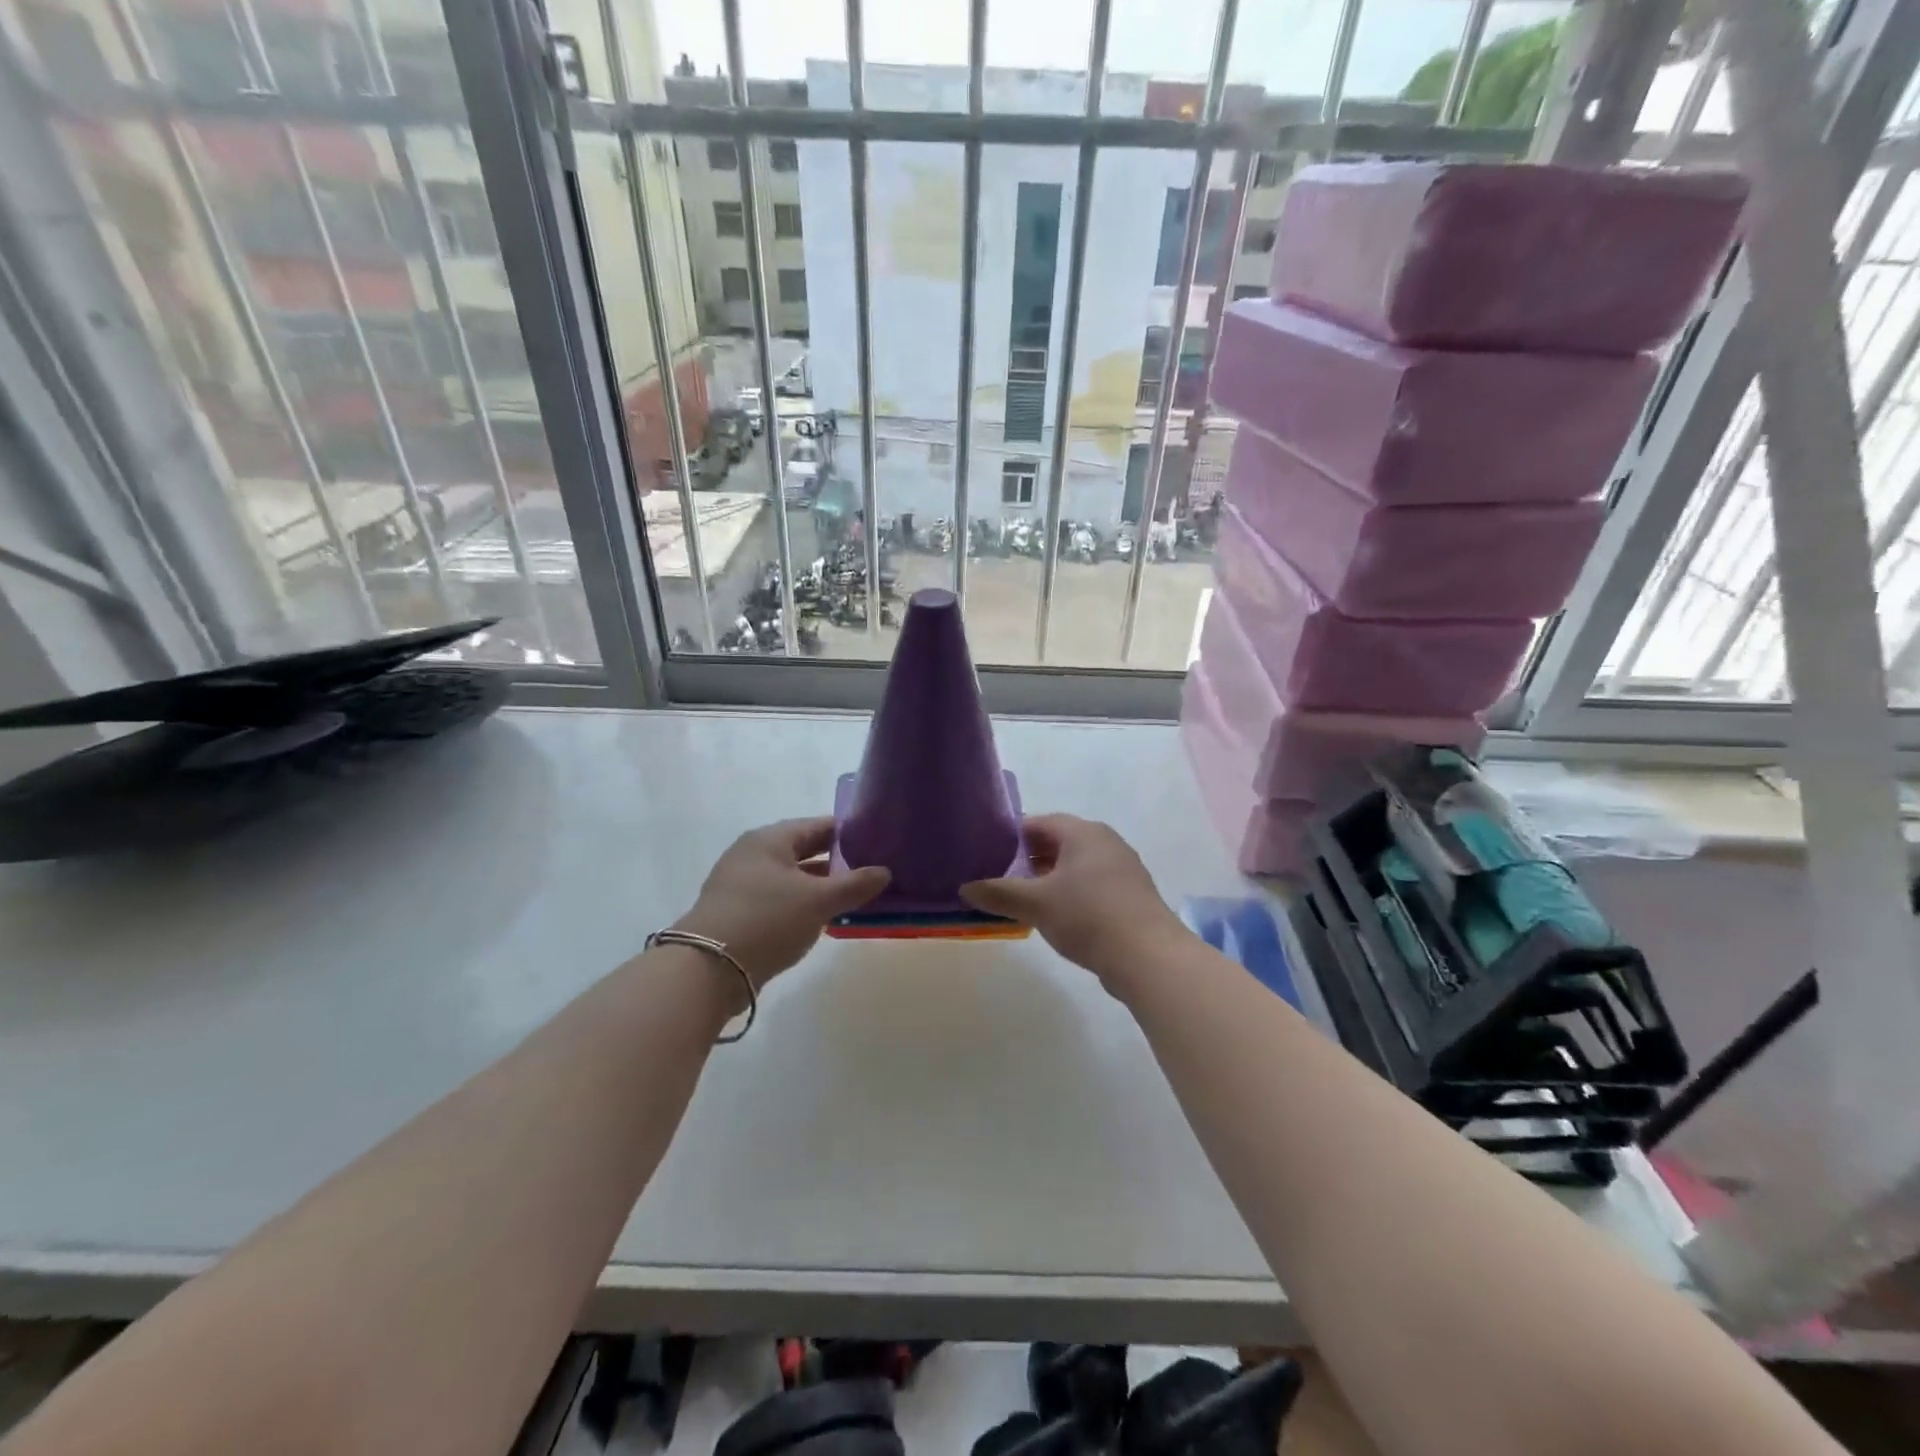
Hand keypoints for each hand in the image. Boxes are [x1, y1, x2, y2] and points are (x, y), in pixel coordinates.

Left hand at [673, 818, 889, 987]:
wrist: (706, 970)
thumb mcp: (818, 901)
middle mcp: (753, 854)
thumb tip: (884, 872)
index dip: (850, 832)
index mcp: (770, 839)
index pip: (819, 826)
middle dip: (836, 861)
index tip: (878, 842)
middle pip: (804, 850)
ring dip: (820, 886)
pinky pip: (779, 899)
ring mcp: (741, 883)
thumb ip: (854, 885)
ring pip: (792, 877)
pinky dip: (802, 904)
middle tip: (871, 871)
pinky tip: (823, 919)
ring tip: (854, 897)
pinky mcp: (737, 912)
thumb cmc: (767, 920)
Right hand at [960, 815, 1189, 985]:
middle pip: (1058, 842)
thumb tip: (965, 888)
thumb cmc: (1088, 916)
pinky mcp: (1129, 896)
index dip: (1011, 836)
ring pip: (1075, 866)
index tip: (987, 852)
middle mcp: (1105, 842)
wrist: (1147, 956)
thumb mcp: (1035, 904)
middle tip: (998, 877)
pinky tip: (1053, 917)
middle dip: (1028, 859)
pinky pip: (1090, 886)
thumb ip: (998, 893)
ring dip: (1048, 879)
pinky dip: (1069, 894)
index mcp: (1083, 832)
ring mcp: (1122, 869)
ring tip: (1021, 899)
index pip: (1039, 822)